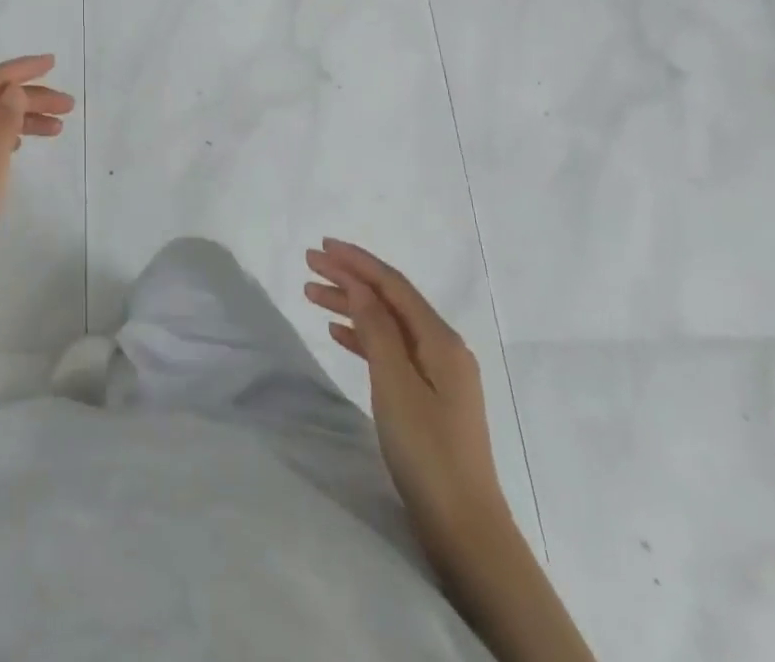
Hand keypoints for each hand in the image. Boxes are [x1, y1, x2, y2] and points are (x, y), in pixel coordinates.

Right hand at [305, 239, 512, 574]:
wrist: (465, 528)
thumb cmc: (427, 451)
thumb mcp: (395, 384)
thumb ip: (376, 328)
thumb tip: (357, 284)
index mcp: (441, 340)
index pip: (393, 285)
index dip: (356, 262)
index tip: (321, 247)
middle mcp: (443, 348)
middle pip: (390, 299)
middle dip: (350, 278)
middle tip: (309, 264)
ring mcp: (439, 374)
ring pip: (387, 323)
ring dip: (352, 305)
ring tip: (312, 294)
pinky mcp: (429, 397)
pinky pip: (391, 349)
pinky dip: (363, 336)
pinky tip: (339, 333)